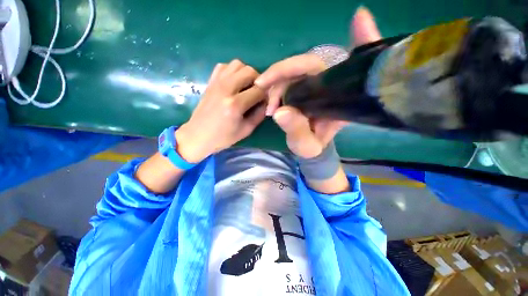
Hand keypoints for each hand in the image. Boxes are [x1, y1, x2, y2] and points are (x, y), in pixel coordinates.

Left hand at [175, 59, 266, 162]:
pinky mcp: (210, 81)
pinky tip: (234, 83)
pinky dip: (233, 71)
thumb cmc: (223, 137)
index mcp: (235, 104)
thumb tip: (267, 102)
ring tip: (247, 87)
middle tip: (258, 93)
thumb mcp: (246, 130)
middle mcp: (226, 89)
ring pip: (237, 64)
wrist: (198, 136)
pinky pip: (224, 66)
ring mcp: (216, 82)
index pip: (259, 90)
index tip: (266, 101)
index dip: (266, 95)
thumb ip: (259, 115)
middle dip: (259, 81)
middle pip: (250, 71)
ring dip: (246, 73)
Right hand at [254, 7, 380, 157]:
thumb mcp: (307, 145)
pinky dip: (275, 86)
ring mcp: (314, 85)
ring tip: (268, 109)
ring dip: (275, 84)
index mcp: (340, 99)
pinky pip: (287, 79)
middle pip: (308, 64)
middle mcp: (330, 86)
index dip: (362, 41)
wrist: (309, 149)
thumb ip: (297, 131)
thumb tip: (280, 113)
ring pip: (293, 71)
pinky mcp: (302, 87)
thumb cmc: (312, 147)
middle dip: (281, 73)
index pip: (351, 66)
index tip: (360, 18)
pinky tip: (269, 103)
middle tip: (262, 88)